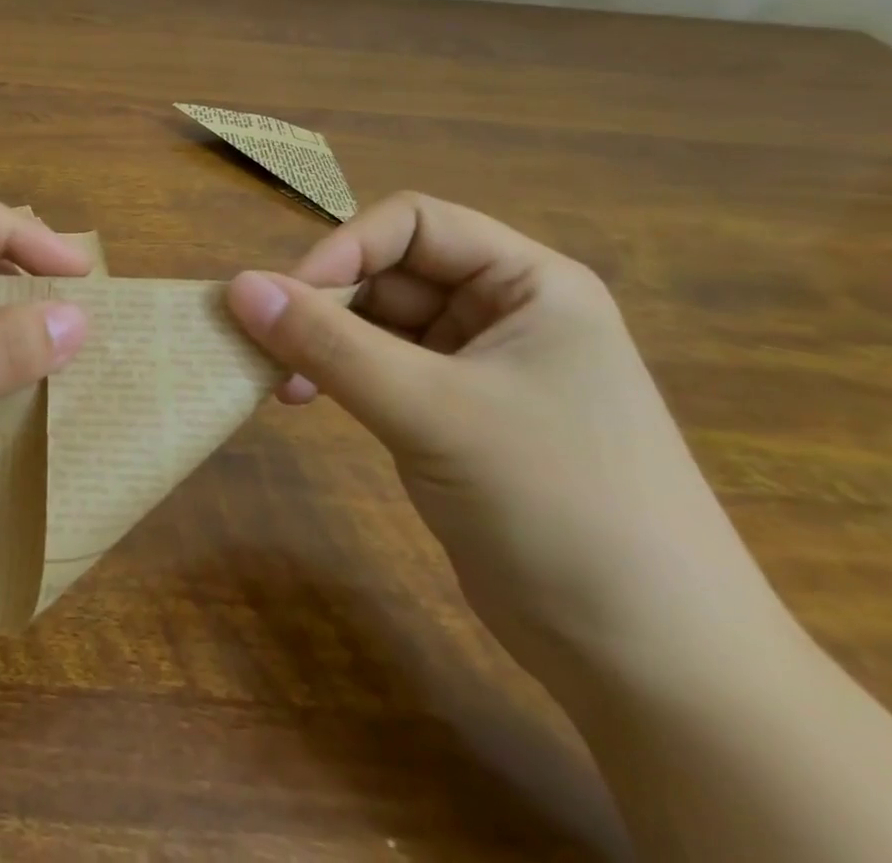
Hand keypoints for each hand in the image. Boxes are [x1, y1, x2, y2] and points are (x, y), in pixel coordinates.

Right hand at [226, 192, 782, 690]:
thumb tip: (238, 286)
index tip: (287, 297)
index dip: (345, 248)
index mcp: (528, 284)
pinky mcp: (456, 416)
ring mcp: (481, 366)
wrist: (653, 667)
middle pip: (391, 273)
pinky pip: (381, 369)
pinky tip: (306, 402)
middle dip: (326, 302)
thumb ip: (328, 344)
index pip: (414, 224)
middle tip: (267, 345)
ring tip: (280, 382)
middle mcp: (506, 312)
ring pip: (379, 323)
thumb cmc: (559, 507)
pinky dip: (338, 376)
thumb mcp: (432, 412)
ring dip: (324, 342)